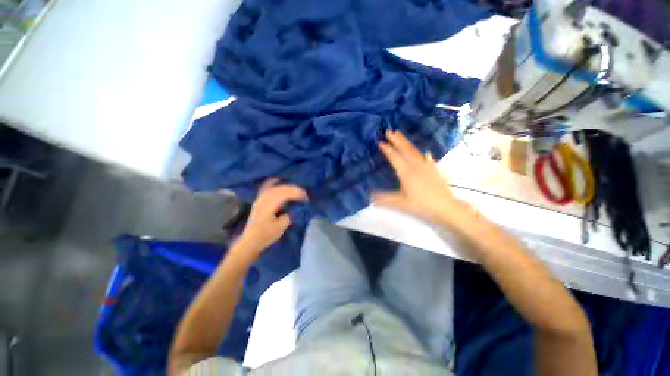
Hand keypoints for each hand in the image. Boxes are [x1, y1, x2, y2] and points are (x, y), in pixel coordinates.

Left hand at [237, 179, 306, 256]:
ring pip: (274, 187)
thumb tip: (295, 209)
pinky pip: (266, 187)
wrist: (250, 241)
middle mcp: (263, 199)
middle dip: (293, 189)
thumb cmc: (265, 236)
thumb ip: (288, 216)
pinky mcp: (259, 201)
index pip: (284, 194)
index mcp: (268, 206)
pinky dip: (273, 183)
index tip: (306, 198)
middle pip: (280, 189)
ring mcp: (260, 199)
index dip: (296, 194)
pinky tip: (278, 180)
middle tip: (304, 193)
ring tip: (296, 189)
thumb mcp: (280, 228)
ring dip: (286, 186)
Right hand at [374, 130, 470, 226]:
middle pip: (404, 150)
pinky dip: (423, 154)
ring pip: (414, 151)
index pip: (394, 157)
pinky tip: (425, 153)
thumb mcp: (401, 202)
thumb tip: (370, 197)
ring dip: (406, 142)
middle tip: (389, 131)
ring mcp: (426, 166)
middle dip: (396, 140)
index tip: (380, 142)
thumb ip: (385, 198)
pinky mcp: (434, 169)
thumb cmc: (421, 204)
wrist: (445, 206)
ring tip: (400, 135)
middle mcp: (415, 166)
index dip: (387, 149)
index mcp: (406, 172)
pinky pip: (427, 158)